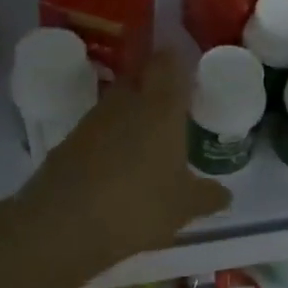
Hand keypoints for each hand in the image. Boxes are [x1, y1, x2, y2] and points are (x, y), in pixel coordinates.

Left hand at [15, 50, 231, 275]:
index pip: (168, 64)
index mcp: (161, 108)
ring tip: (145, 143)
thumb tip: (224, 194)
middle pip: (138, 77)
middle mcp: (126, 104)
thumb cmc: (138, 206)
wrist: (62, 226)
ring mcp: (92, 121)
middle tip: (170, 108)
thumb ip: (207, 196)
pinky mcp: (67, 143)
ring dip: (129, 116)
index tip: (187, 72)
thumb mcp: (183, 208)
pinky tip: (115, 169)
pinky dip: (107, 142)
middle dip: (153, 87)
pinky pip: (95, 131)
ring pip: (115, 104)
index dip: (176, 61)